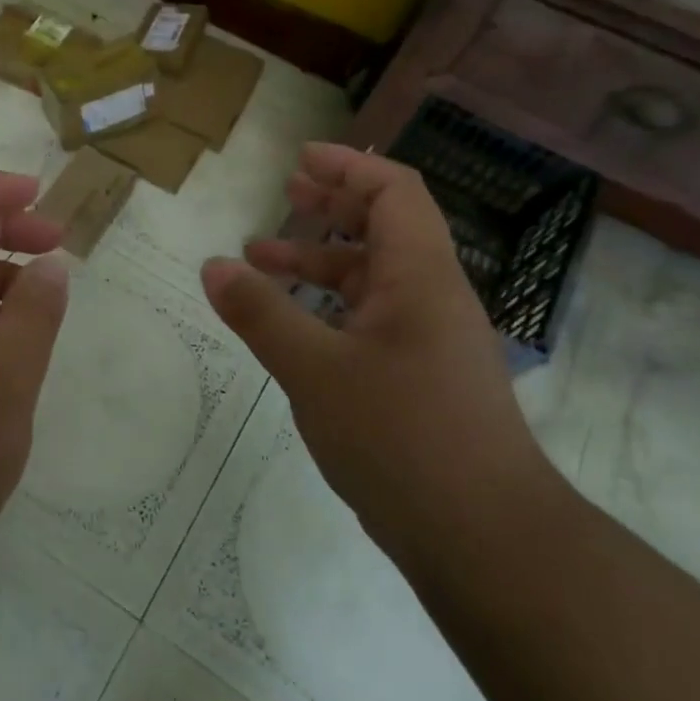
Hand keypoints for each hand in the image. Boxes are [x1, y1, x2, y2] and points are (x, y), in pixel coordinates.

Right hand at [201, 143, 543, 565]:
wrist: (486, 541)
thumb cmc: (402, 437)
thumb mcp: (314, 369)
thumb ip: (261, 313)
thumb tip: (213, 266)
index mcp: (420, 277)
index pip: (394, 192)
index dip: (347, 168)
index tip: (299, 160)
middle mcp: (433, 299)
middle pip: (386, 228)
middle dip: (332, 206)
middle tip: (284, 193)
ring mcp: (432, 342)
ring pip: (375, 279)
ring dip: (322, 261)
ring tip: (262, 261)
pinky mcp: (424, 381)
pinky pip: (374, 320)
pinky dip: (331, 307)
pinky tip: (295, 328)